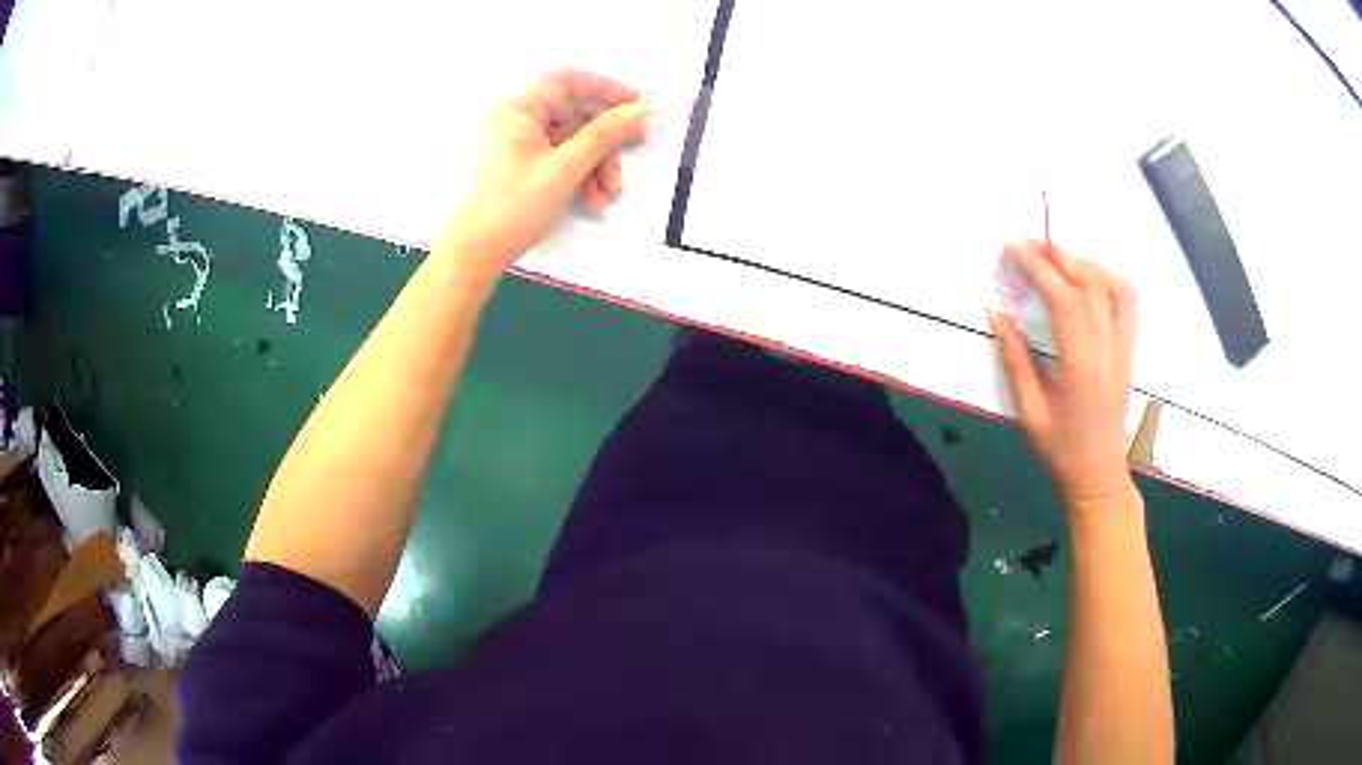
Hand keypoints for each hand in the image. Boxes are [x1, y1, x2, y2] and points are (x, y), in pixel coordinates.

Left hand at [445, 69, 650, 271]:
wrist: (482, 251)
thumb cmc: (516, 205)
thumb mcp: (565, 168)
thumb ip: (605, 134)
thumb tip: (640, 109)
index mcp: (519, 110)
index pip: (567, 82)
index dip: (604, 88)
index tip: (634, 103)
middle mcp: (520, 120)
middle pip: (575, 113)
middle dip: (606, 137)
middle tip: (637, 144)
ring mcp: (523, 142)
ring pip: (575, 139)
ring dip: (599, 162)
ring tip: (610, 190)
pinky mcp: (528, 164)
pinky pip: (564, 157)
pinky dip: (584, 174)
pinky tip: (594, 197)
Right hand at [990, 241, 1137, 508]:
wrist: (1099, 477)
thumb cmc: (1061, 450)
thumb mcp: (1029, 412)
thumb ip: (1015, 360)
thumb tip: (997, 315)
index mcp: (1082, 364)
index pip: (1063, 299)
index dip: (1038, 268)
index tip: (1013, 248)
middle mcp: (1108, 348)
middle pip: (1089, 284)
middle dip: (1057, 256)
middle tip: (1028, 245)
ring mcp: (1123, 347)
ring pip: (1113, 287)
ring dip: (1085, 263)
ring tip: (1058, 259)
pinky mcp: (1128, 350)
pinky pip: (1128, 302)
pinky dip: (1109, 279)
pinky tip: (1090, 279)